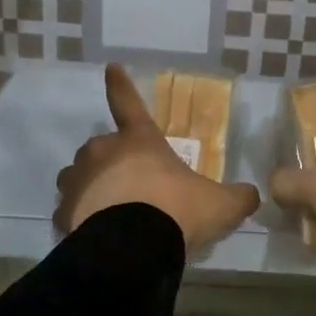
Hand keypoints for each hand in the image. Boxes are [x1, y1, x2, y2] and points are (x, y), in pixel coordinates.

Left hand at [55, 65, 260, 249]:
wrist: (133, 247)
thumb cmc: (177, 211)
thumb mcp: (220, 205)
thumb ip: (236, 197)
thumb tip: (251, 195)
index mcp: (139, 141)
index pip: (129, 103)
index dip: (120, 85)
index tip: (111, 67)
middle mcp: (103, 153)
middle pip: (101, 148)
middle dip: (112, 161)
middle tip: (131, 186)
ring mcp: (78, 182)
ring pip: (78, 176)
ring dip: (90, 186)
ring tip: (107, 209)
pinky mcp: (64, 213)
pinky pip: (69, 211)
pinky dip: (79, 218)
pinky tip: (93, 234)